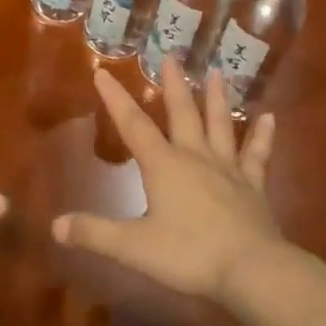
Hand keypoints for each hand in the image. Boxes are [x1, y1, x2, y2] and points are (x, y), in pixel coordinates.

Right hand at [52, 59, 286, 302]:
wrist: (251, 269)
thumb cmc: (189, 255)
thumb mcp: (134, 248)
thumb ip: (95, 233)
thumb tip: (55, 225)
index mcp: (164, 165)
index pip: (133, 125)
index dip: (116, 98)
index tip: (103, 72)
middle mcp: (195, 156)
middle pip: (182, 112)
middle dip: (173, 84)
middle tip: (171, 56)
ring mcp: (228, 168)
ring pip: (220, 124)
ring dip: (217, 98)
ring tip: (216, 71)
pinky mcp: (254, 185)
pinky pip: (257, 154)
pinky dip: (263, 136)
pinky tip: (270, 117)